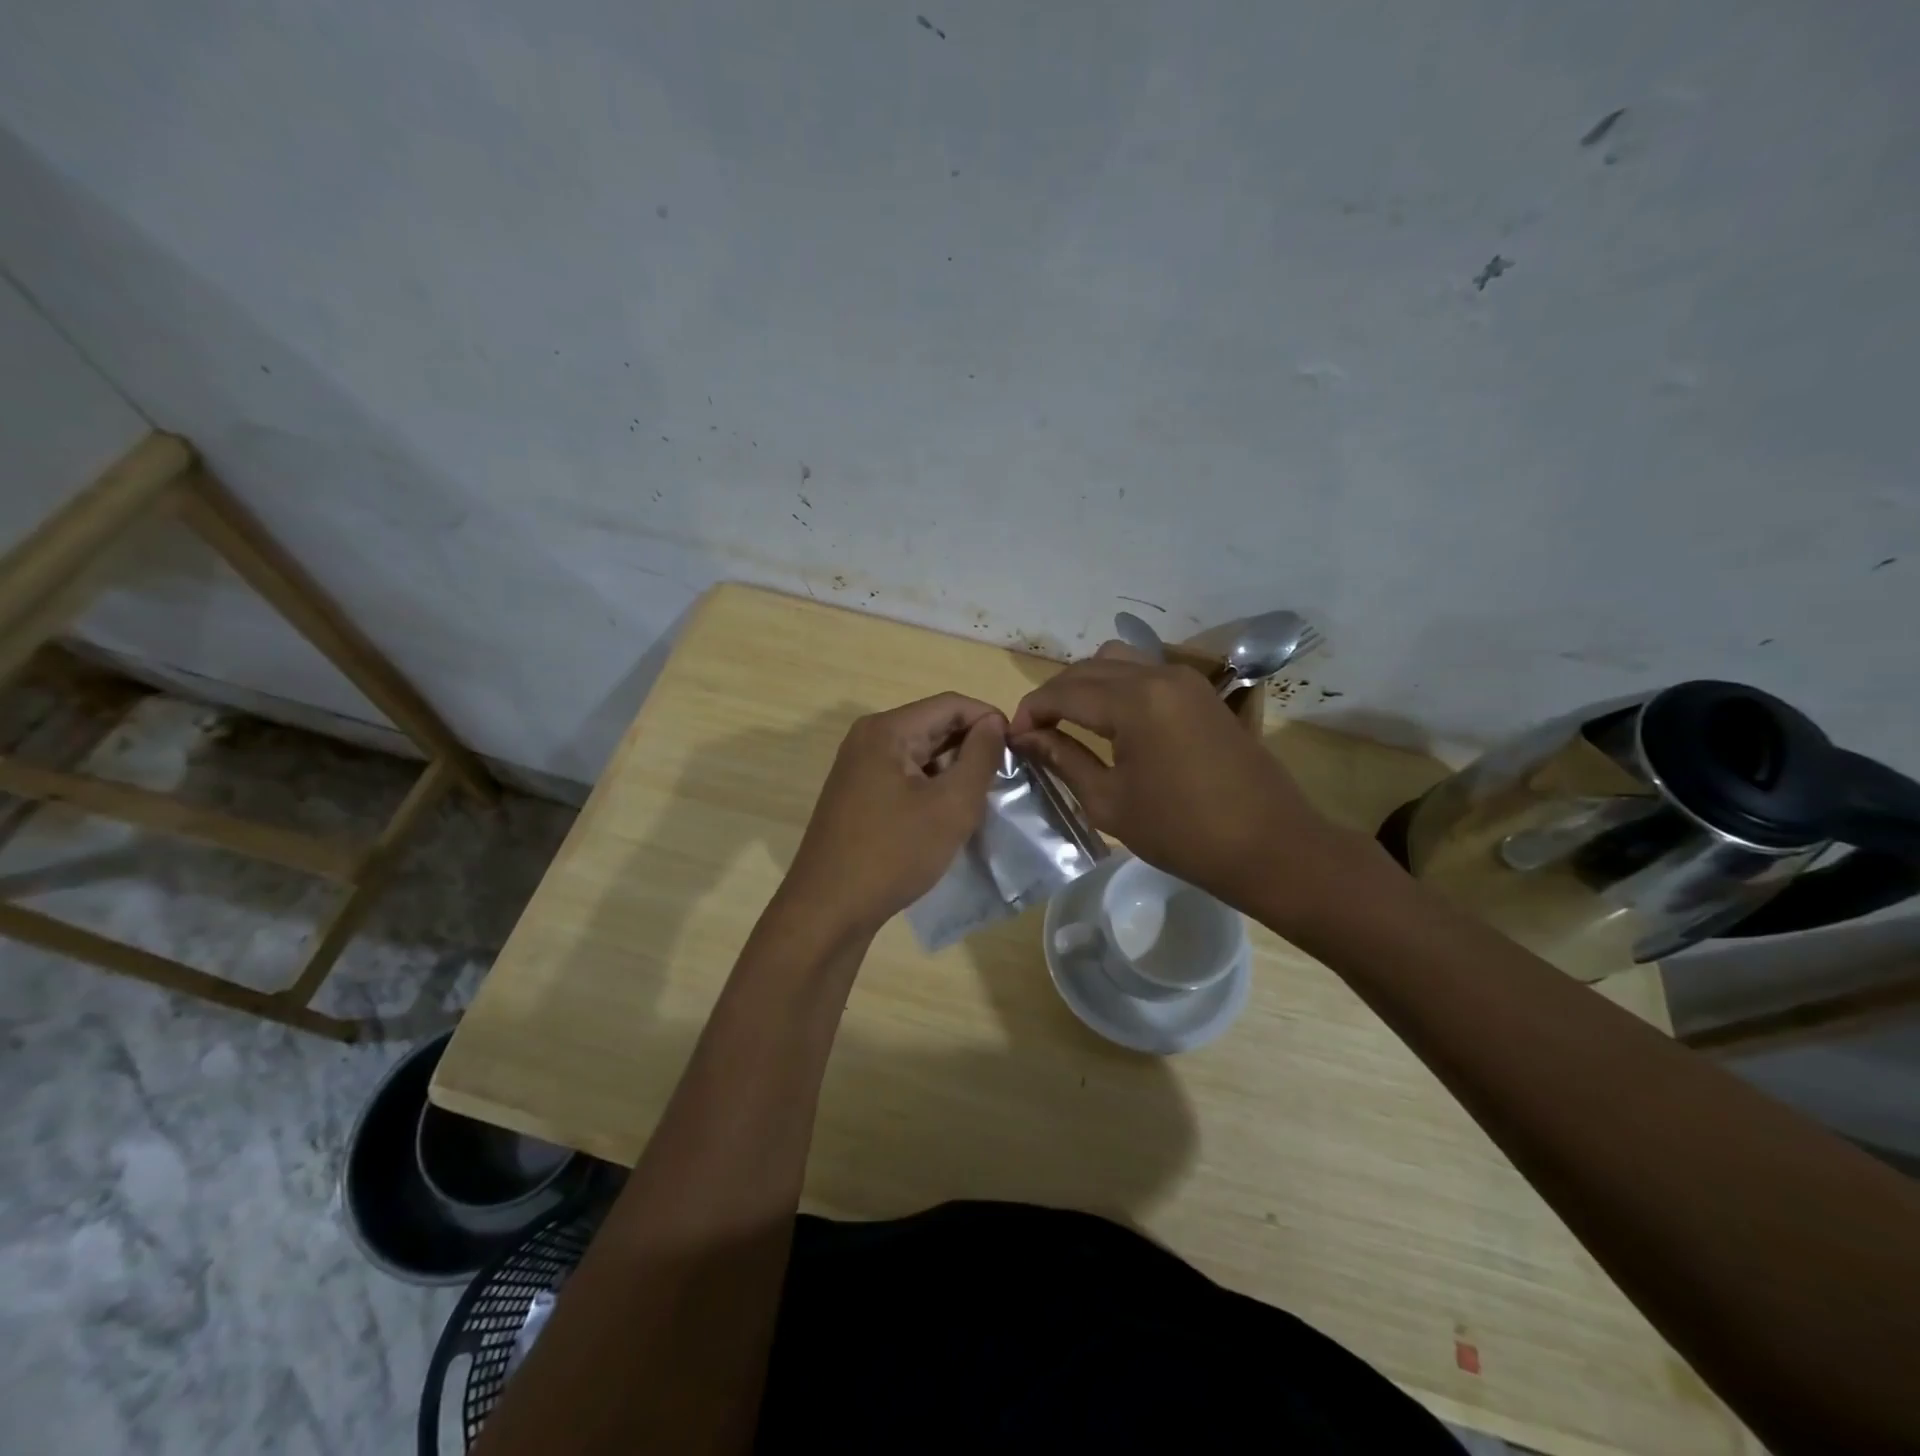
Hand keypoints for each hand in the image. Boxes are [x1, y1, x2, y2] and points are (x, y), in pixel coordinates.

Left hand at [781, 693, 1006, 936]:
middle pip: (933, 725)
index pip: (951, 704)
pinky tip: (947, 814)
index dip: (989, 720)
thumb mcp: (951, 805)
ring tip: (980, 799)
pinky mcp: (857, 794)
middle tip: (1004, 778)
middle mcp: (868, 738)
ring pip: (920, 752)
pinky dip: (931, 786)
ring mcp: (858, 766)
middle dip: (972, 746)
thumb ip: (980, 757)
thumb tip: (994, 724)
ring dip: (953, 769)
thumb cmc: (894, 854)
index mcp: (887, 730)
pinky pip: (904, 775)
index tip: (1020, 750)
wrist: (829, 910)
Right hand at [1010, 643, 1347, 913]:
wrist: (1268, 845)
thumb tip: (1025, 737)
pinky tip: (1111, 720)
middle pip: (1087, 668)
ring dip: (1085, 684)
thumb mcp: (1109, 801)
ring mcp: (1185, 678)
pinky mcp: (1201, 691)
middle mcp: (1158, 674)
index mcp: (1134, 701)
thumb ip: (1063, 759)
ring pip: (1116, 660)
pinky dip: (1116, 685)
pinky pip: (1145, 671)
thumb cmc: (1182, 832)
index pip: (1063, 692)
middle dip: (1054, 696)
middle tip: (1037, 733)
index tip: (1014, 739)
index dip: (1031, 711)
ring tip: (1071, 722)